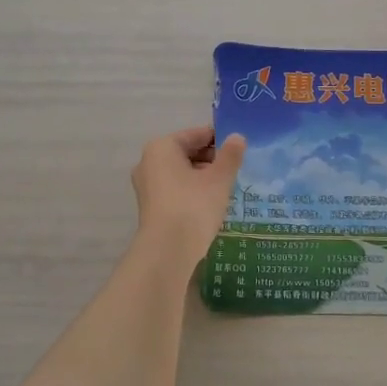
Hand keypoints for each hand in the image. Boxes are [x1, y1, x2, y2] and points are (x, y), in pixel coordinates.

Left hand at [132, 126, 246, 261]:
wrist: (168, 250)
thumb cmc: (194, 205)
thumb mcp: (219, 178)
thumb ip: (230, 155)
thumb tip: (237, 137)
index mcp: (162, 147)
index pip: (196, 134)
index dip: (219, 140)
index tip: (239, 149)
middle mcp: (149, 162)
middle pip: (187, 152)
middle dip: (211, 159)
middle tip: (235, 169)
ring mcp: (147, 185)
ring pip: (182, 172)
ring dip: (203, 176)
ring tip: (226, 187)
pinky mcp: (151, 206)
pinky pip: (176, 189)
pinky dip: (193, 190)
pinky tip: (211, 202)